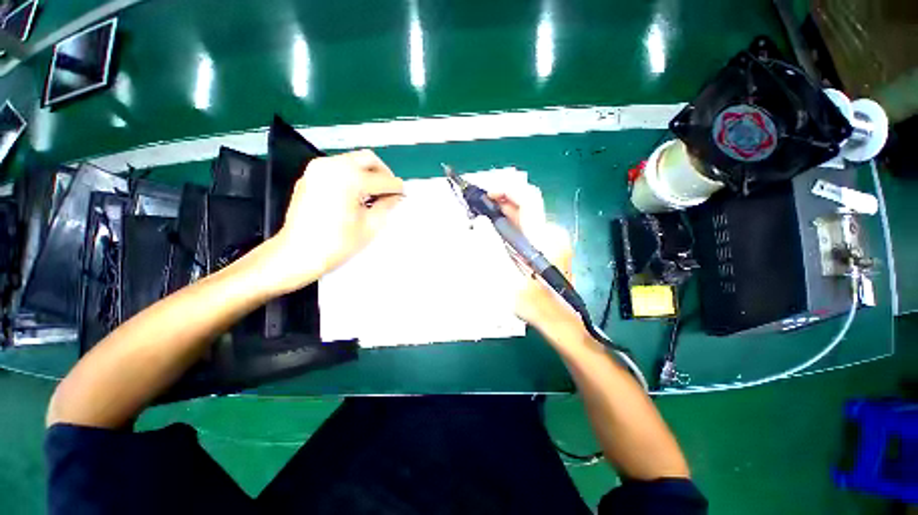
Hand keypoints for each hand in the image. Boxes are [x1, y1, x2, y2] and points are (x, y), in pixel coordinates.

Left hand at [263, 149, 403, 293]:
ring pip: (352, 161)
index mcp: (349, 178)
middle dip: (383, 173)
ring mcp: (318, 169)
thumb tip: (395, 196)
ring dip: (367, 174)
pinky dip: (351, 176)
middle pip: (367, 159)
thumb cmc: (337, 243)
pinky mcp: (310, 176)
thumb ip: (386, 205)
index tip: (404, 194)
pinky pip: (337, 168)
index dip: (396, 188)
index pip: (382, 180)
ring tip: (374, 193)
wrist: (298, 253)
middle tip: (390, 190)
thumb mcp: (370, 225)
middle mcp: (332, 165)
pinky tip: (356, 194)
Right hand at [489, 193, 580, 333]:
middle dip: (499, 202)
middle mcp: (550, 231)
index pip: (527, 197)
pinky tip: (496, 235)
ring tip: (481, 221)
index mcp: (542, 237)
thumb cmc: (535, 304)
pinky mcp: (549, 245)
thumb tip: (481, 222)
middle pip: (525, 204)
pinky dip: (510, 224)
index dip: (505, 189)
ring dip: (503, 214)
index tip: (485, 195)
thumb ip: (492, 249)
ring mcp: (552, 238)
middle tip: (477, 209)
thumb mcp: (508, 279)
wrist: (560, 319)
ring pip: (525, 215)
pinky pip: (527, 226)